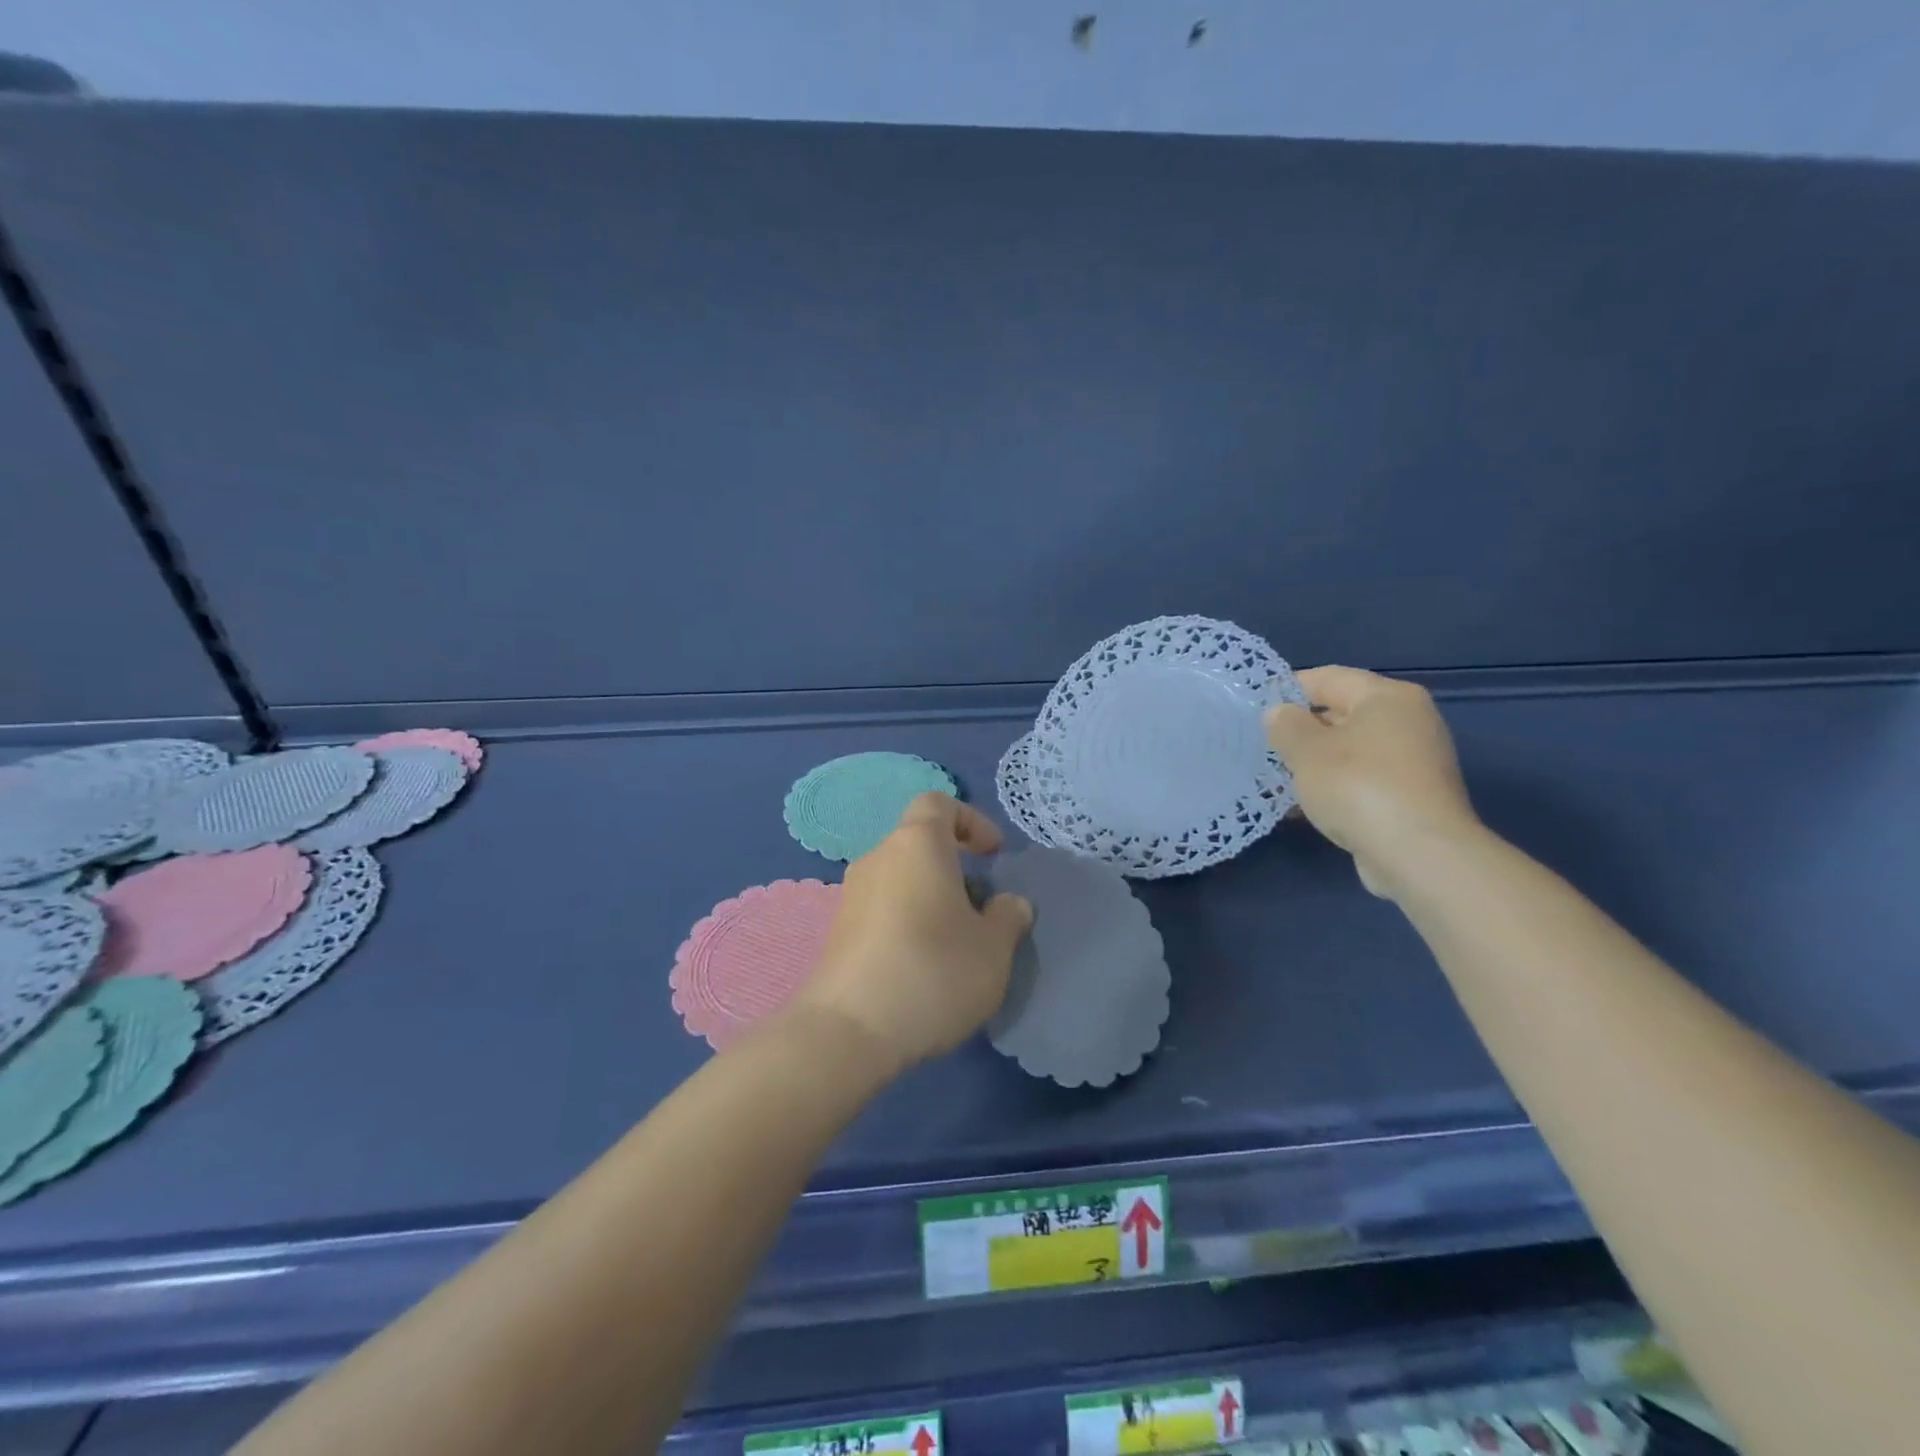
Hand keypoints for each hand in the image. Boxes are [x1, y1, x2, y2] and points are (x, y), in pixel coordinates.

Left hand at [793, 793, 1033, 1072]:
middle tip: (980, 910)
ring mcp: (852, 894)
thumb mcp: (993, 949)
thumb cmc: (932, 972)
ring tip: (956, 944)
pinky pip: (882, 909)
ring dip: (931, 898)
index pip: (939, 803)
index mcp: (917, 844)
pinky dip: (906, 922)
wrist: (848, 1031)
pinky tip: (921, 966)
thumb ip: (1008, 917)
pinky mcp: (837, 931)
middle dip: (955, 868)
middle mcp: (879, 857)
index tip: (993, 855)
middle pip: (920, 844)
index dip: (971, 820)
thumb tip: (1008, 904)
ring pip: (901, 879)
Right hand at [1264, 666, 1480, 898]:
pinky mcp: (1413, 797)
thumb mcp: (1306, 750)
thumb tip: (1279, 714)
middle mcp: (1409, 721)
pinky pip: (1363, 781)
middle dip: (1301, 730)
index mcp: (1388, 698)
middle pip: (1342, 714)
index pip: (1329, 678)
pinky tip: (1305, 806)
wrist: (1417, 853)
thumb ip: (1285, 725)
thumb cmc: (1357, 786)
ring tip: (1277, 778)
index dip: (1288, 688)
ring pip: (1351, 751)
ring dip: (1315, 763)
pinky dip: (1335, 788)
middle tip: (1263, 745)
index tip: (1256, 707)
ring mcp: (1415, 761)